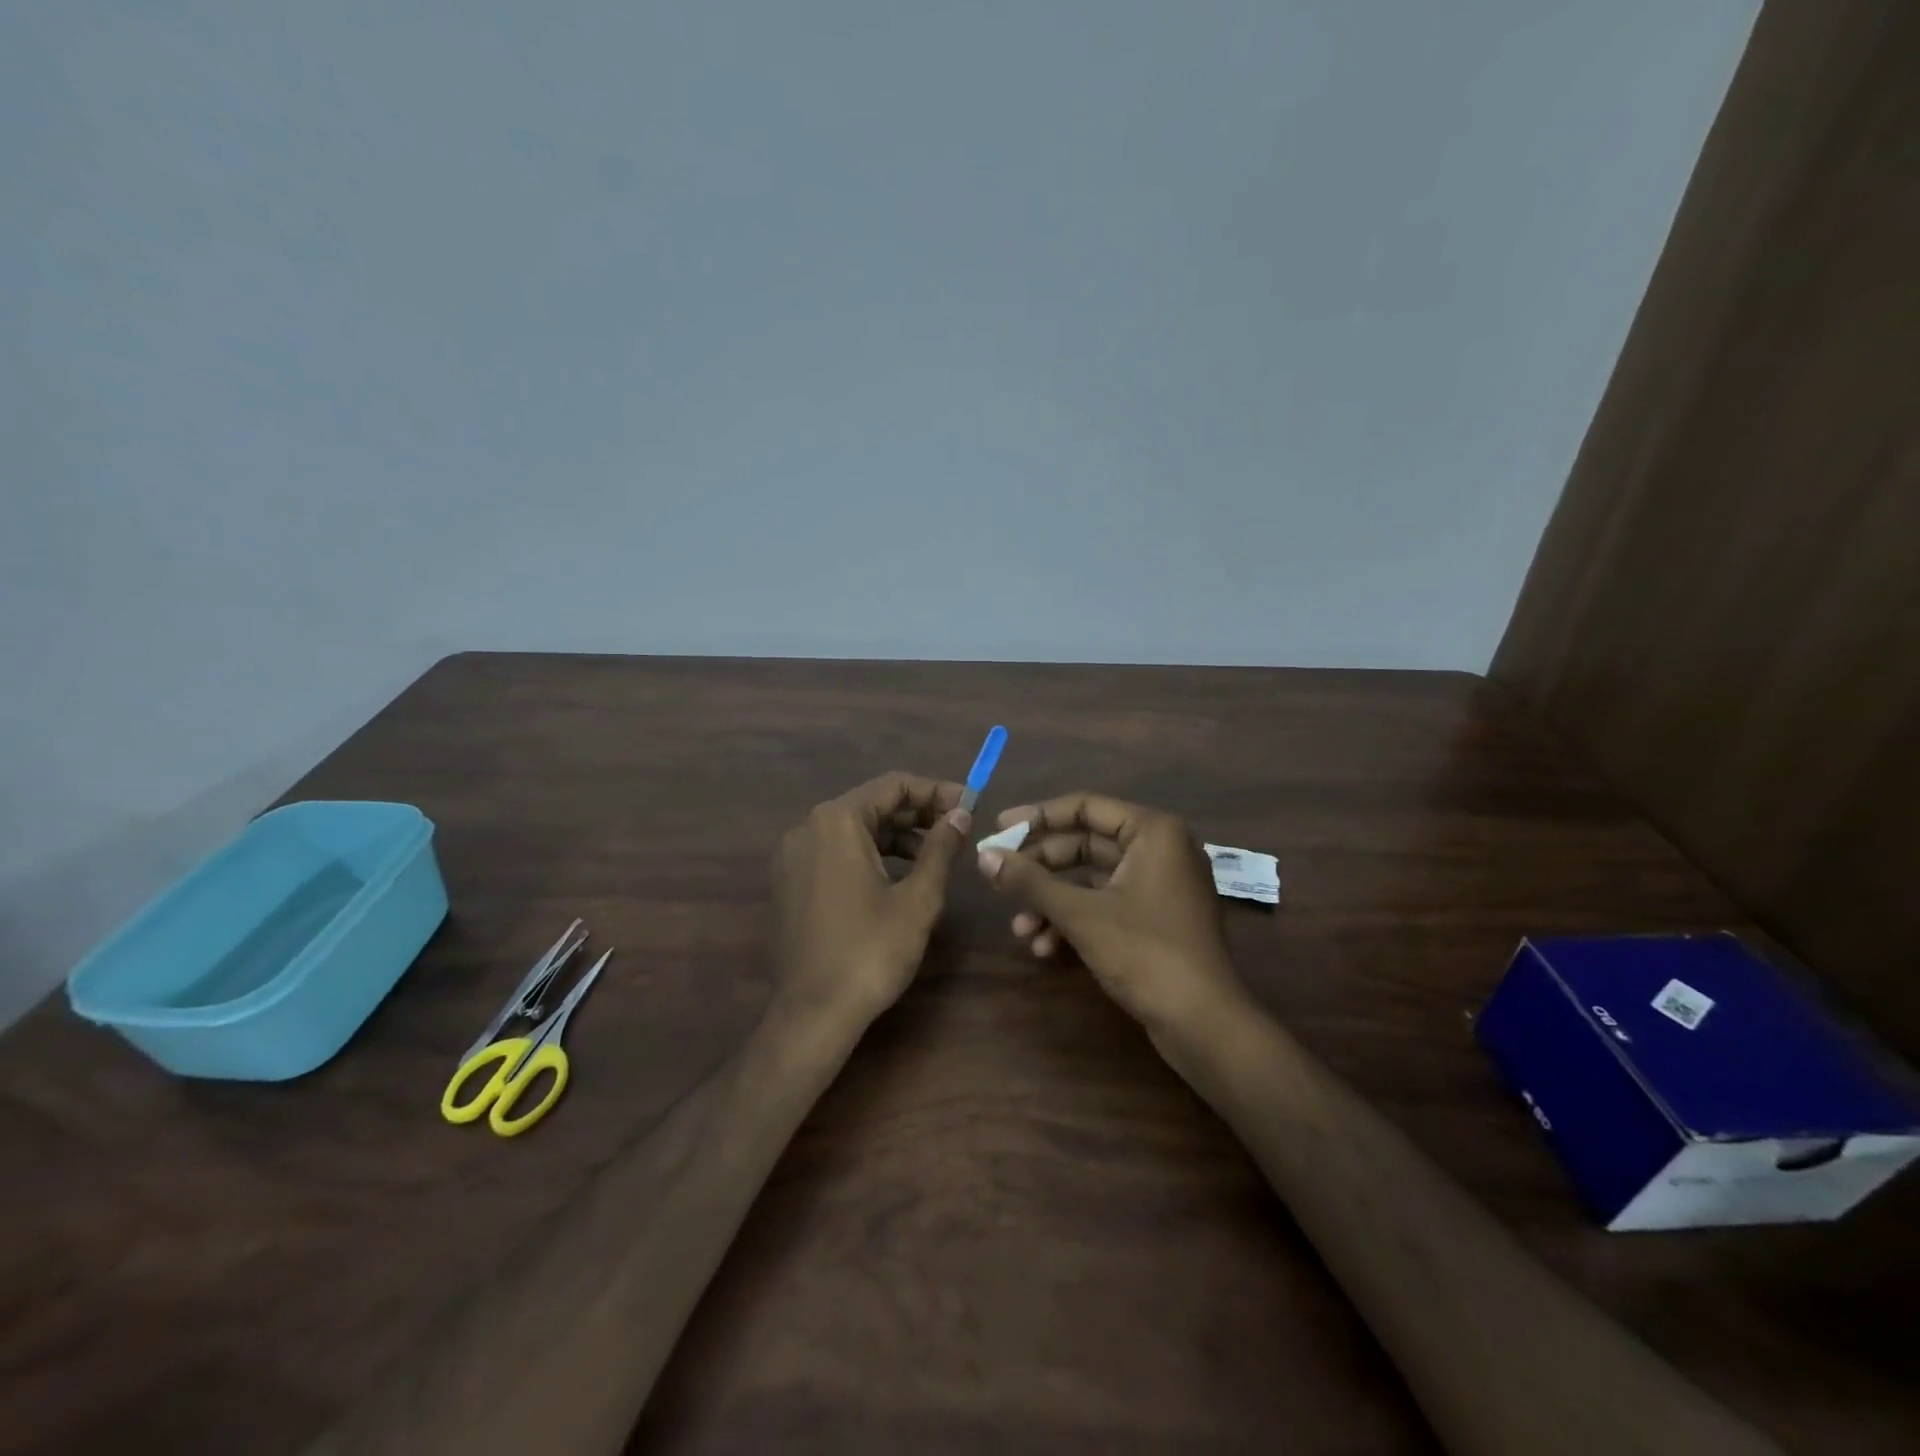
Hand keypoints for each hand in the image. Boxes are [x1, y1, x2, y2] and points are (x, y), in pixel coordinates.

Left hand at [771, 772, 971, 1025]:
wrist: (813, 1013)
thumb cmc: (870, 951)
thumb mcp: (917, 899)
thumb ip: (941, 848)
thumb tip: (960, 814)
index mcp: (836, 821)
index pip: (893, 785)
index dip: (936, 791)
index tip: (970, 805)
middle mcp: (808, 827)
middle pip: (872, 804)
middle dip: (918, 813)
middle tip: (958, 829)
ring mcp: (793, 855)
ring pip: (854, 829)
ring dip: (896, 835)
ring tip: (935, 855)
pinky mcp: (790, 881)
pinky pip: (836, 852)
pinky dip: (870, 854)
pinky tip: (898, 876)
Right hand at [976, 793, 1245, 1034]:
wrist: (1204, 1024)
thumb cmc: (1146, 953)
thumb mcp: (1080, 914)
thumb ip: (1030, 882)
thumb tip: (983, 856)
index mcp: (1153, 832)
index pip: (1085, 807)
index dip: (1037, 817)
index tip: (998, 830)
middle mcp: (1159, 850)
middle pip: (1085, 844)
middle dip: (1040, 869)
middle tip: (998, 880)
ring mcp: (1159, 886)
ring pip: (1091, 880)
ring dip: (1052, 902)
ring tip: (1020, 930)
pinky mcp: (1155, 920)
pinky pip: (1106, 905)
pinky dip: (1074, 921)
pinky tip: (1045, 948)